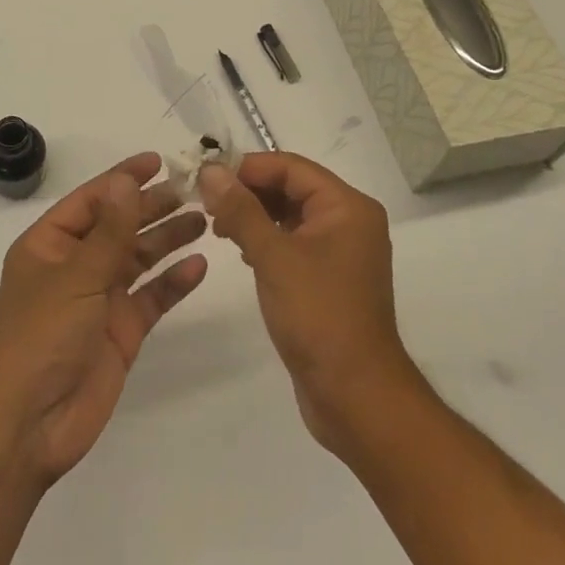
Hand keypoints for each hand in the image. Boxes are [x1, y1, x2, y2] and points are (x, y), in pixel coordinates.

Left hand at [0, 153, 207, 486]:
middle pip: (119, 226)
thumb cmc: (41, 336)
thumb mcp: (76, 276)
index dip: (122, 178)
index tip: (158, 161)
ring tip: (204, 219)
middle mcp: (75, 265)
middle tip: (193, 190)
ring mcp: (99, 299)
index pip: (91, 199)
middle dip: (152, 206)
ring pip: (138, 259)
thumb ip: (109, 231)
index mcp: (50, 244)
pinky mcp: (120, 331)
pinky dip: (173, 282)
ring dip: (167, 238)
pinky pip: (151, 298)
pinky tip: (199, 266)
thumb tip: (126, 180)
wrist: (30, 424)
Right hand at [199, 152, 422, 454]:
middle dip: (248, 191)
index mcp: (347, 207)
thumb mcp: (273, 257)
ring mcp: (341, 252)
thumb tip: (210, 170)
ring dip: (254, 215)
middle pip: (291, 187)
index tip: (207, 178)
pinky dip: (266, 240)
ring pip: (290, 215)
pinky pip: (294, 242)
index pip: (291, 167)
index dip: (248, 168)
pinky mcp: (329, 278)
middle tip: (207, 204)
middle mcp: (349, 221)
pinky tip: (242, 253)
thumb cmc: (319, 316)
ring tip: (218, 228)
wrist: (357, 398)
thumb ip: (240, 209)